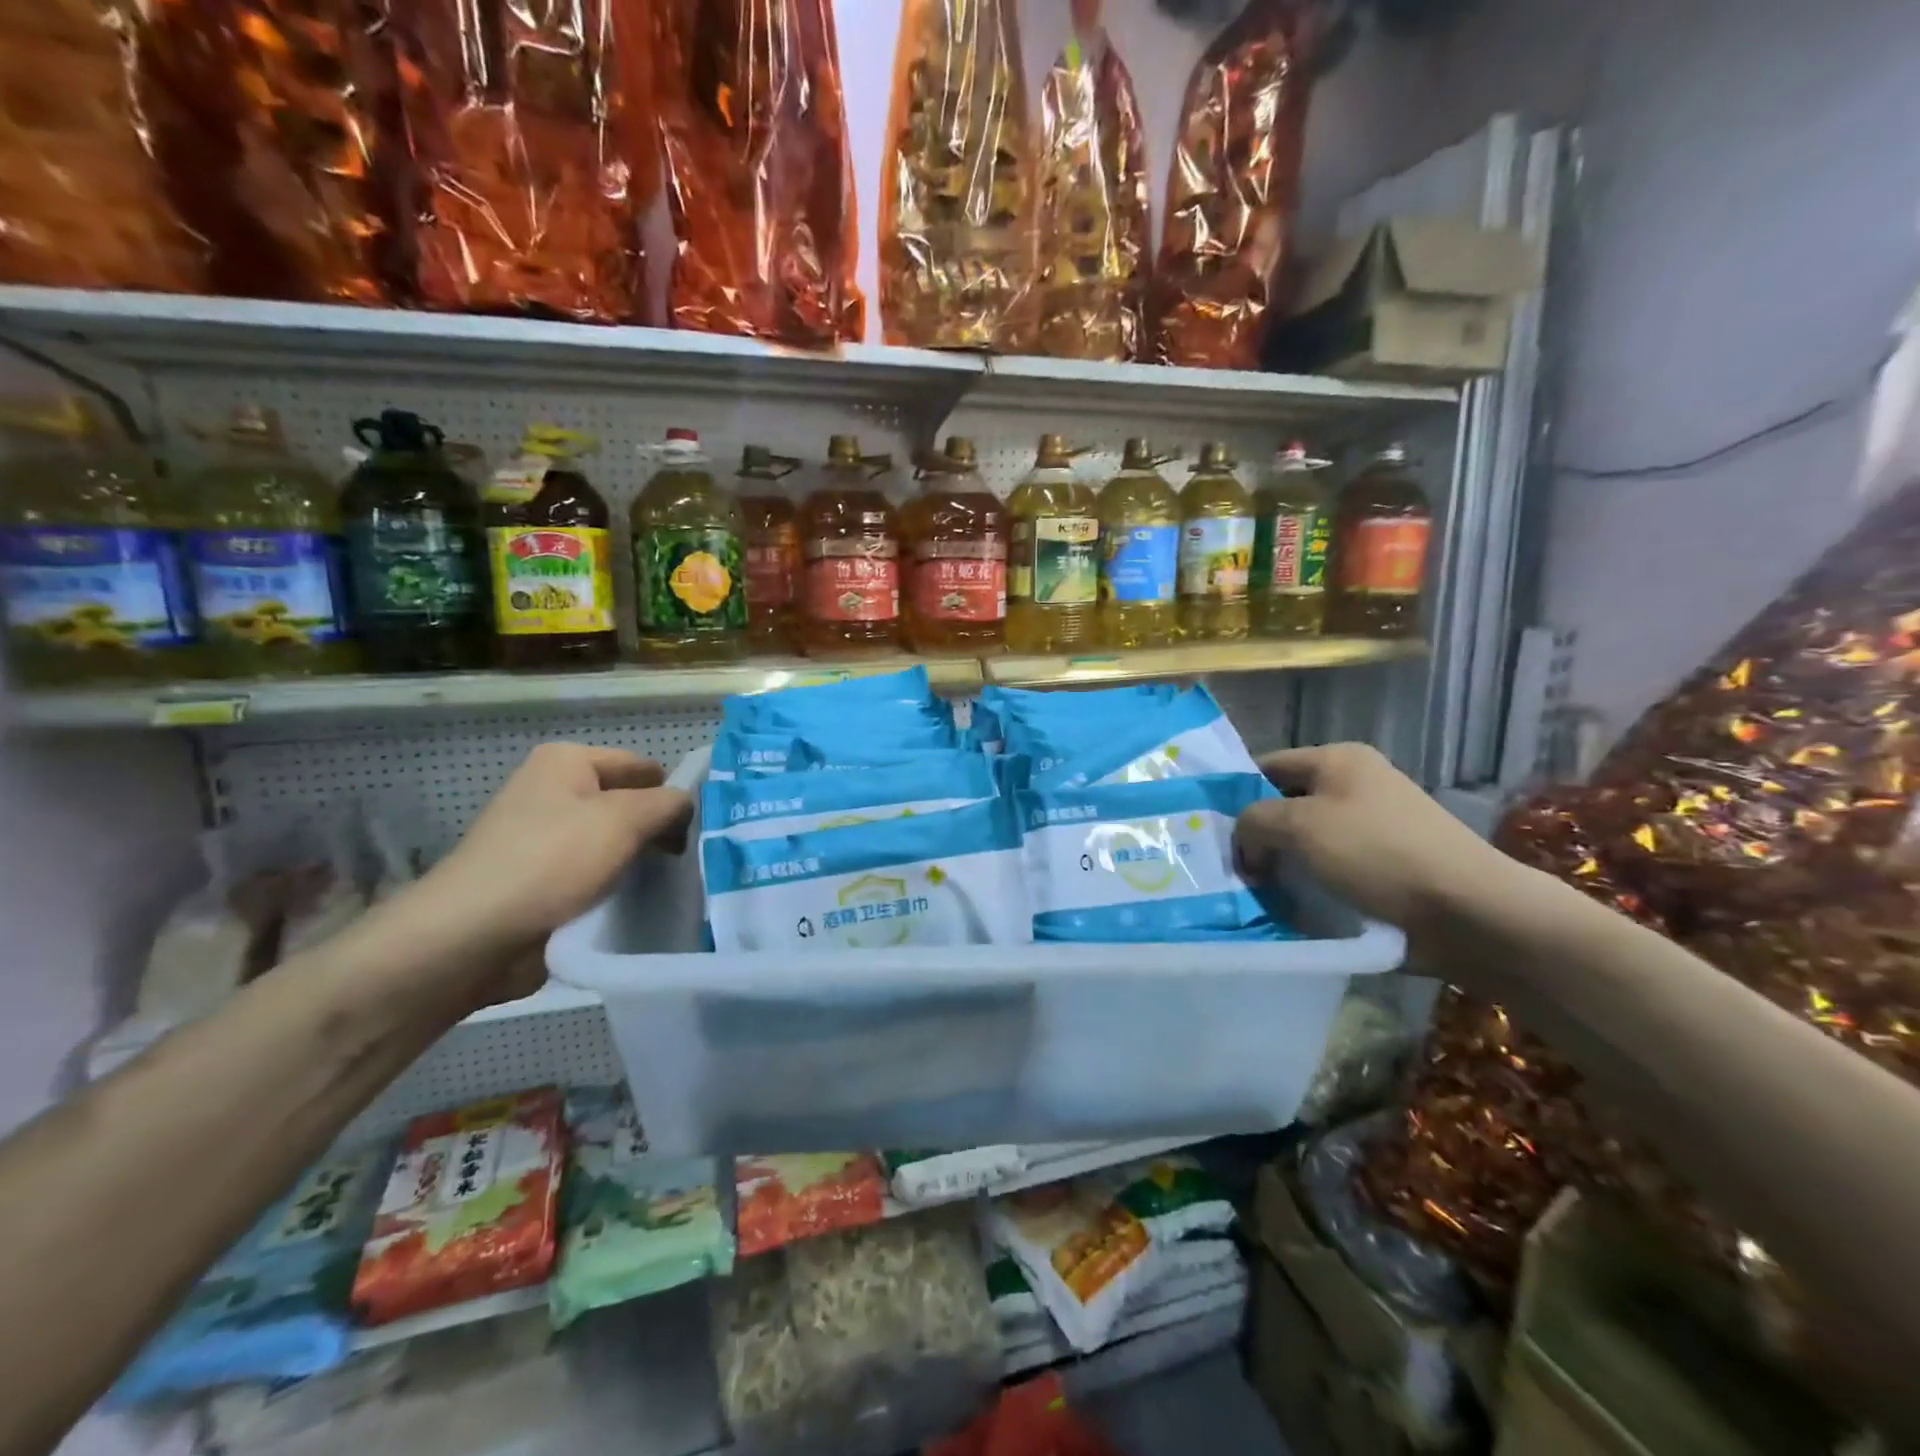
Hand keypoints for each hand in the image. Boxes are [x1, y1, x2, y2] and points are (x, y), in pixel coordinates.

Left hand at [383, 744, 692, 1006]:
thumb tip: (687, 807)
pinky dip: (617, 887)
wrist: (472, 938)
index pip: (644, 767)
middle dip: (660, 831)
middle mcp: (555, 792)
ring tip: (675, 884)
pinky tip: (642, 904)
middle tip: (694, 860)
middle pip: (630, 805)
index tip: (704, 830)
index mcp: (567, 762)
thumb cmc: (550, 861)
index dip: (674, 794)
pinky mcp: (543, 881)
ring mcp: (546, 839)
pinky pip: (596, 876)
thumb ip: (668, 804)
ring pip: (616, 844)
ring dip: (640, 863)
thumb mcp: (624, 819)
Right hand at [1233, 743, 1513, 939]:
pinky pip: (1330, 869)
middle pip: (1285, 805)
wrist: (1468, 911)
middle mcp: (1356, 784)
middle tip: (1230, 868)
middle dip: (1257, 836)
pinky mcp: (1385, 866)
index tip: (1211, 833)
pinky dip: (1310, 885)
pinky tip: (1290, 907)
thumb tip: (1246, 843)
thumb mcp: (1298, 825)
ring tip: (1255, 893)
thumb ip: (1252, 821)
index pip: (1266, 767)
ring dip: (1282, 866)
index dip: (1235, 796)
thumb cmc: (1376, 853)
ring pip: (1306, 842)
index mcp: (1338, 759)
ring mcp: (1374, 826)